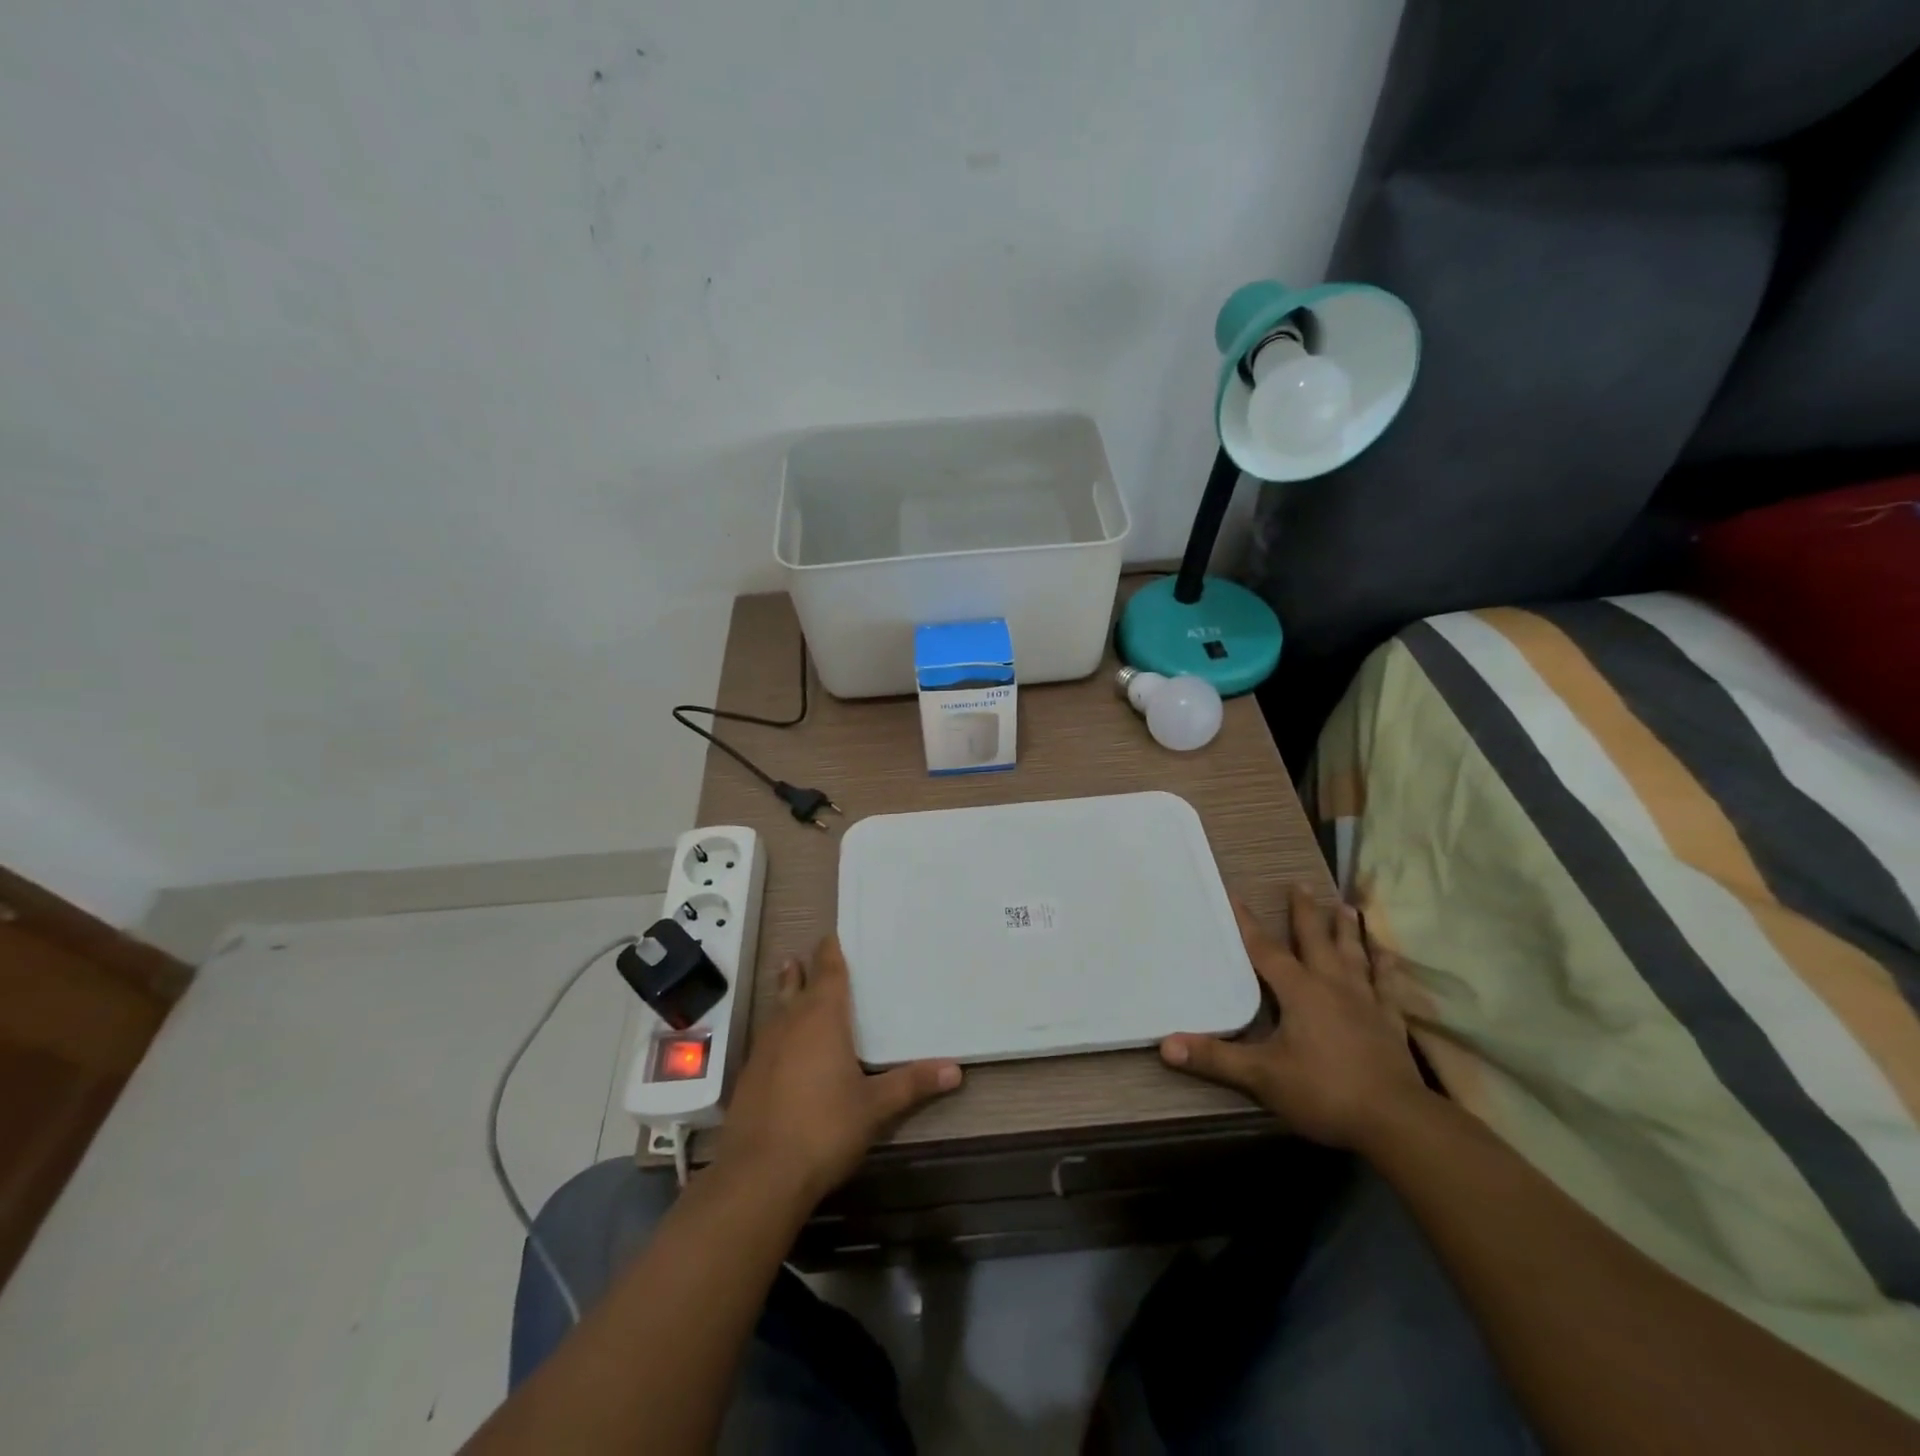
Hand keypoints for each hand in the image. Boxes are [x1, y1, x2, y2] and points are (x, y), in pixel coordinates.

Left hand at [718, 935, 961, 1204]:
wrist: (759, 1175)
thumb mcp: (875, 1107)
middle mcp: (790, 1024)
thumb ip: (912, 1084)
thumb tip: (955, 1070)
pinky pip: (767, 1039)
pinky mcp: (748, 1076)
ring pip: (777, 1010)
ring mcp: (764, 1049)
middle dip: (803, 970)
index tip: (833, 935)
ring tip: (789, 982)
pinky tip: (781, 1046)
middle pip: (796, 986)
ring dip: (785, 995)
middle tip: (806, 955)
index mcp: (822, 1018)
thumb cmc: (824, 1128)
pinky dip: (777, 1031)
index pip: (828, 972)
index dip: (830, 952)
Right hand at [1161, 885, 1427, 1148]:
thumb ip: (1215, 1059)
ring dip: (1347, 931)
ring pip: (1353, 956)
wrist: (1397, 1122)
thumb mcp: (1262, 1076)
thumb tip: (1165, 1045)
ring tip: (1346, 906)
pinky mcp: (1390, 1023)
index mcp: (1299, 991)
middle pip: (1315, 940)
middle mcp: (1332, 985)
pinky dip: (1385, 970)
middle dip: (1306, 912)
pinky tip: (1388, 957)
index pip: (1266, 950)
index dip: (1248, 924)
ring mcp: (1366, 1002)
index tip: (1236, 896)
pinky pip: (1386, 987)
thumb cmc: (1324, 1091)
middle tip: (1301, 884)